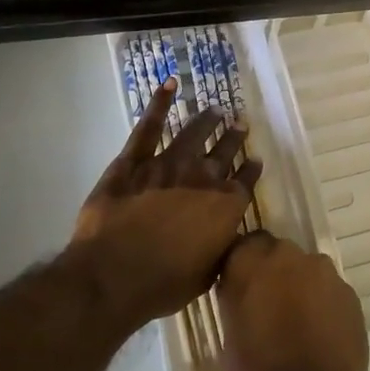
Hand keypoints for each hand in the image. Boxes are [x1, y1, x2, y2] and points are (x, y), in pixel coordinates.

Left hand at [71, 78, 259, 329]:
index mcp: (224, 207)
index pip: (245, 181)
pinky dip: (159, 104)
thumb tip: (232, 236)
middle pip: (224, 151)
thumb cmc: (164, 284)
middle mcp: (202, 178)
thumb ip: (223, 248)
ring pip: (193, 133)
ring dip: (207, 119)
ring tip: (216, 108)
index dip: (251, 169)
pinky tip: (168, 85)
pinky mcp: (134, 162)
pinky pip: (148, 127)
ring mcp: (167, 164)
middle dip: (234, 137)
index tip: (256, 158)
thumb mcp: (208, 275)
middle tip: (240, 123)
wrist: (114, 276)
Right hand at [219, 232, 368, 370]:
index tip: (243, 285)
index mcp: (253, 264)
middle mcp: (291, 258)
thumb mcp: (229, 337)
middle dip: (277, 275)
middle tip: (271, 309)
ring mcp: (326, 275)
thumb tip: (244, 294)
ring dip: (304, 290)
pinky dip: (326, 309)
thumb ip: (238, 301)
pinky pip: (333, 295)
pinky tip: (322, 340)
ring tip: (300, 328)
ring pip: (311, 274)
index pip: (247, 245)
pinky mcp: (352, 298)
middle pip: (282, 256)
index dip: (246, 265)